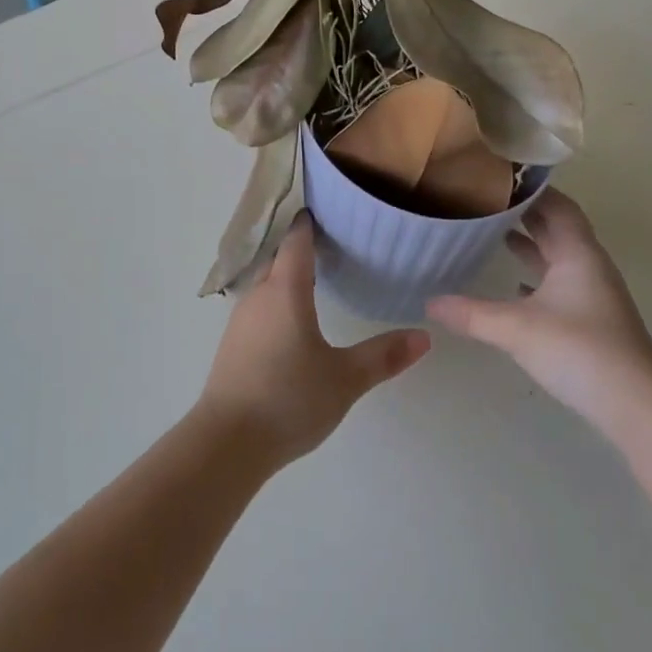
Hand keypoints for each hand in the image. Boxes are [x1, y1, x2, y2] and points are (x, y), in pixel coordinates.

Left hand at [198, 215, 429, 469]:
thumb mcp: (344, 379)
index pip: (296, 241)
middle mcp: (258, 296)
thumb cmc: (289, 398)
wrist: (227, 442)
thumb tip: (424, 336)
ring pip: (266, 284)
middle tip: (332, 245)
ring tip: (315, 279)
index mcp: (284, 291)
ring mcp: (241, 321)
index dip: (310, 223)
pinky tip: (292, 322)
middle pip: (278, 259)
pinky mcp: (233, 345)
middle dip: (300, 249)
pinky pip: (258, 308)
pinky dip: (276, 301)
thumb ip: (383, 356)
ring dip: (286, 277)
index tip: (326, 209)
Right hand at [426, 188, 651, 433]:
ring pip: (557, 256)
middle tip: (483, 200)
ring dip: (529, 243)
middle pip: (556, 227)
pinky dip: (534, 276)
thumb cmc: (580, 350)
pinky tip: (512, 285)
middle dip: (523, 212)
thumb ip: (471, 313)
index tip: (495, 177)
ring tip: (491, 233)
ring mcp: (591, 293)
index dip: (530, 189)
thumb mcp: (517, 328)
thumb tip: (428, 301)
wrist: (637, 406)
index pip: (556, 205)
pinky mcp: (589, 319)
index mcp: (578, 253)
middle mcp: (588, 265)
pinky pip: (557, 283)